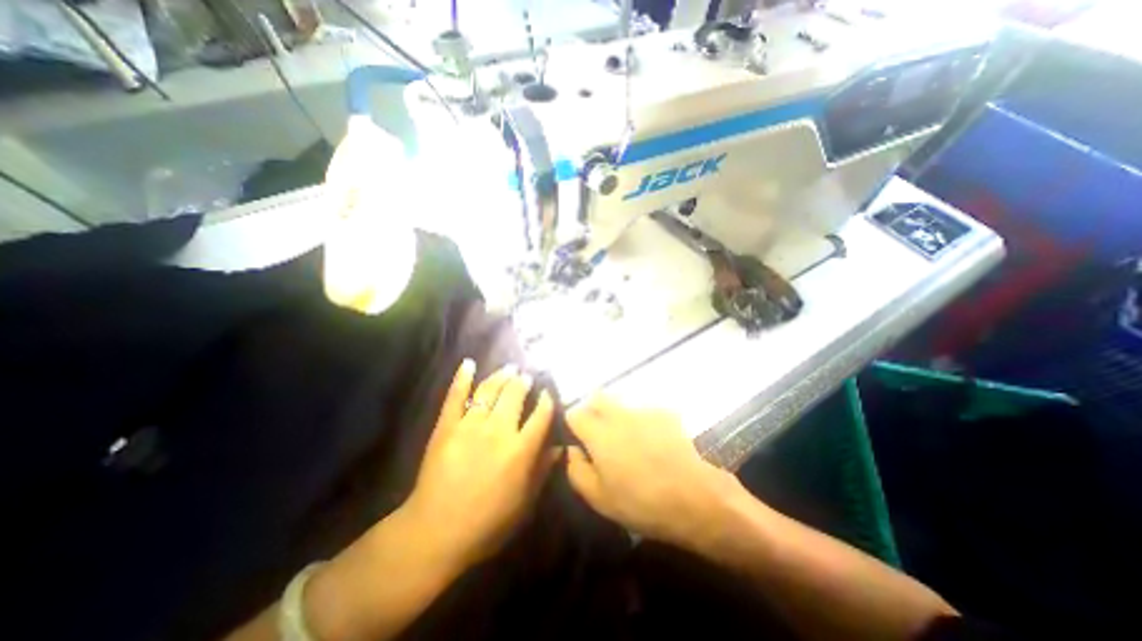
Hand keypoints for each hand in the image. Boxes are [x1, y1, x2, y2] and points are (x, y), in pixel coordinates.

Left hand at [406, 361, 558, 565]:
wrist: (436, 532)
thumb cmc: (487, 522)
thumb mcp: (524, 503)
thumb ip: (543, 471)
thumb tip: (561, 448)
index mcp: (520, 450)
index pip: (541, 416)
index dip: (547, 401)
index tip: (548, 394)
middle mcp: (498, 431)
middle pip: (515, 395)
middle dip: (523, 382)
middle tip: (526, 375)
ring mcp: (470, 425)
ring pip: (489, 390)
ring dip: (501, 376)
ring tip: (508, 368)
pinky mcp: (446, 426)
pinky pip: (455, 396)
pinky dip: (462, 378)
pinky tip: (468, 363)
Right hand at [567, 394, 745, 549]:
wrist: (696, 498)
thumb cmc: (642, 503)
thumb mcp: (599, 498)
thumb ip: (576, 469)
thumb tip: (572, 449)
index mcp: (599, 433)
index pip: (574, 414)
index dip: (572, 426)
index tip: (578, 440)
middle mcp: (619, 414)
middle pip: (597, 398)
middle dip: (592, 411)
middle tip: (599, 436)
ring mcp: (644, 411)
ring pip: (621, 404)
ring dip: (617, 416)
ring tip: (629, 442)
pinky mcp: (665, 414)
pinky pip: (643, 411)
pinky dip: (640, 422)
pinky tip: (653, 443)